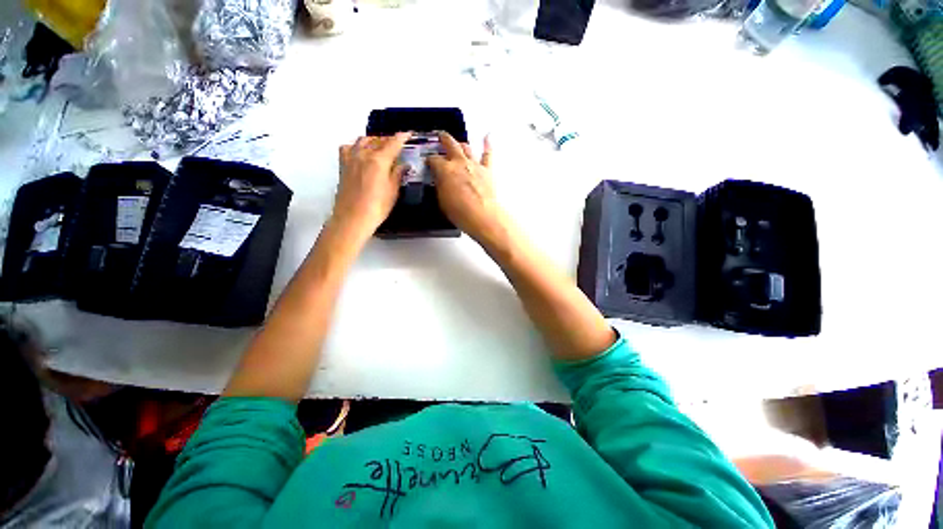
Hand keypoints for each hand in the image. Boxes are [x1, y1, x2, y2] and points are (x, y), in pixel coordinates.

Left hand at [334, 133, 410, 234]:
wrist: (352, 218)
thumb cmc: (377, 207)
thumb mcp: (393, 191)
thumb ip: (398, 174)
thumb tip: (404, 164)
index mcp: (378, 160)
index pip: (393, 143)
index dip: (402, 137)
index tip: (408, 133)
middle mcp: (363, 154)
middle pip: (377, 140)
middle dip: (388, 140)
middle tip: (397, 145)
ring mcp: (351, 158)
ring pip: (362, 141)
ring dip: (373, 141)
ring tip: (380, 147)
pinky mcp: (343, 165)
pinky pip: (348, 148)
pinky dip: (356, 146)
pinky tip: (361, 154)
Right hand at [428, 132, 503, 243]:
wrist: (482, 215)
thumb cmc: (459, 211)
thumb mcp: (441, 200)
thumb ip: (440, 186)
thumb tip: (440, 180)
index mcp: (445, 169)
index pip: (433, 159)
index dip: (429, 159)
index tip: (427, 161)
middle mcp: (459, 162)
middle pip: (450, 144)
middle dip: (443, 139)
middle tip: (440, 136)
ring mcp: (474, 164)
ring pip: (467, 148)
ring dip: (461, 144)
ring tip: (458, 142)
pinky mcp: (487, 170)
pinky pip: (488, 154)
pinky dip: (488, 144)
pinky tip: (488, 136)